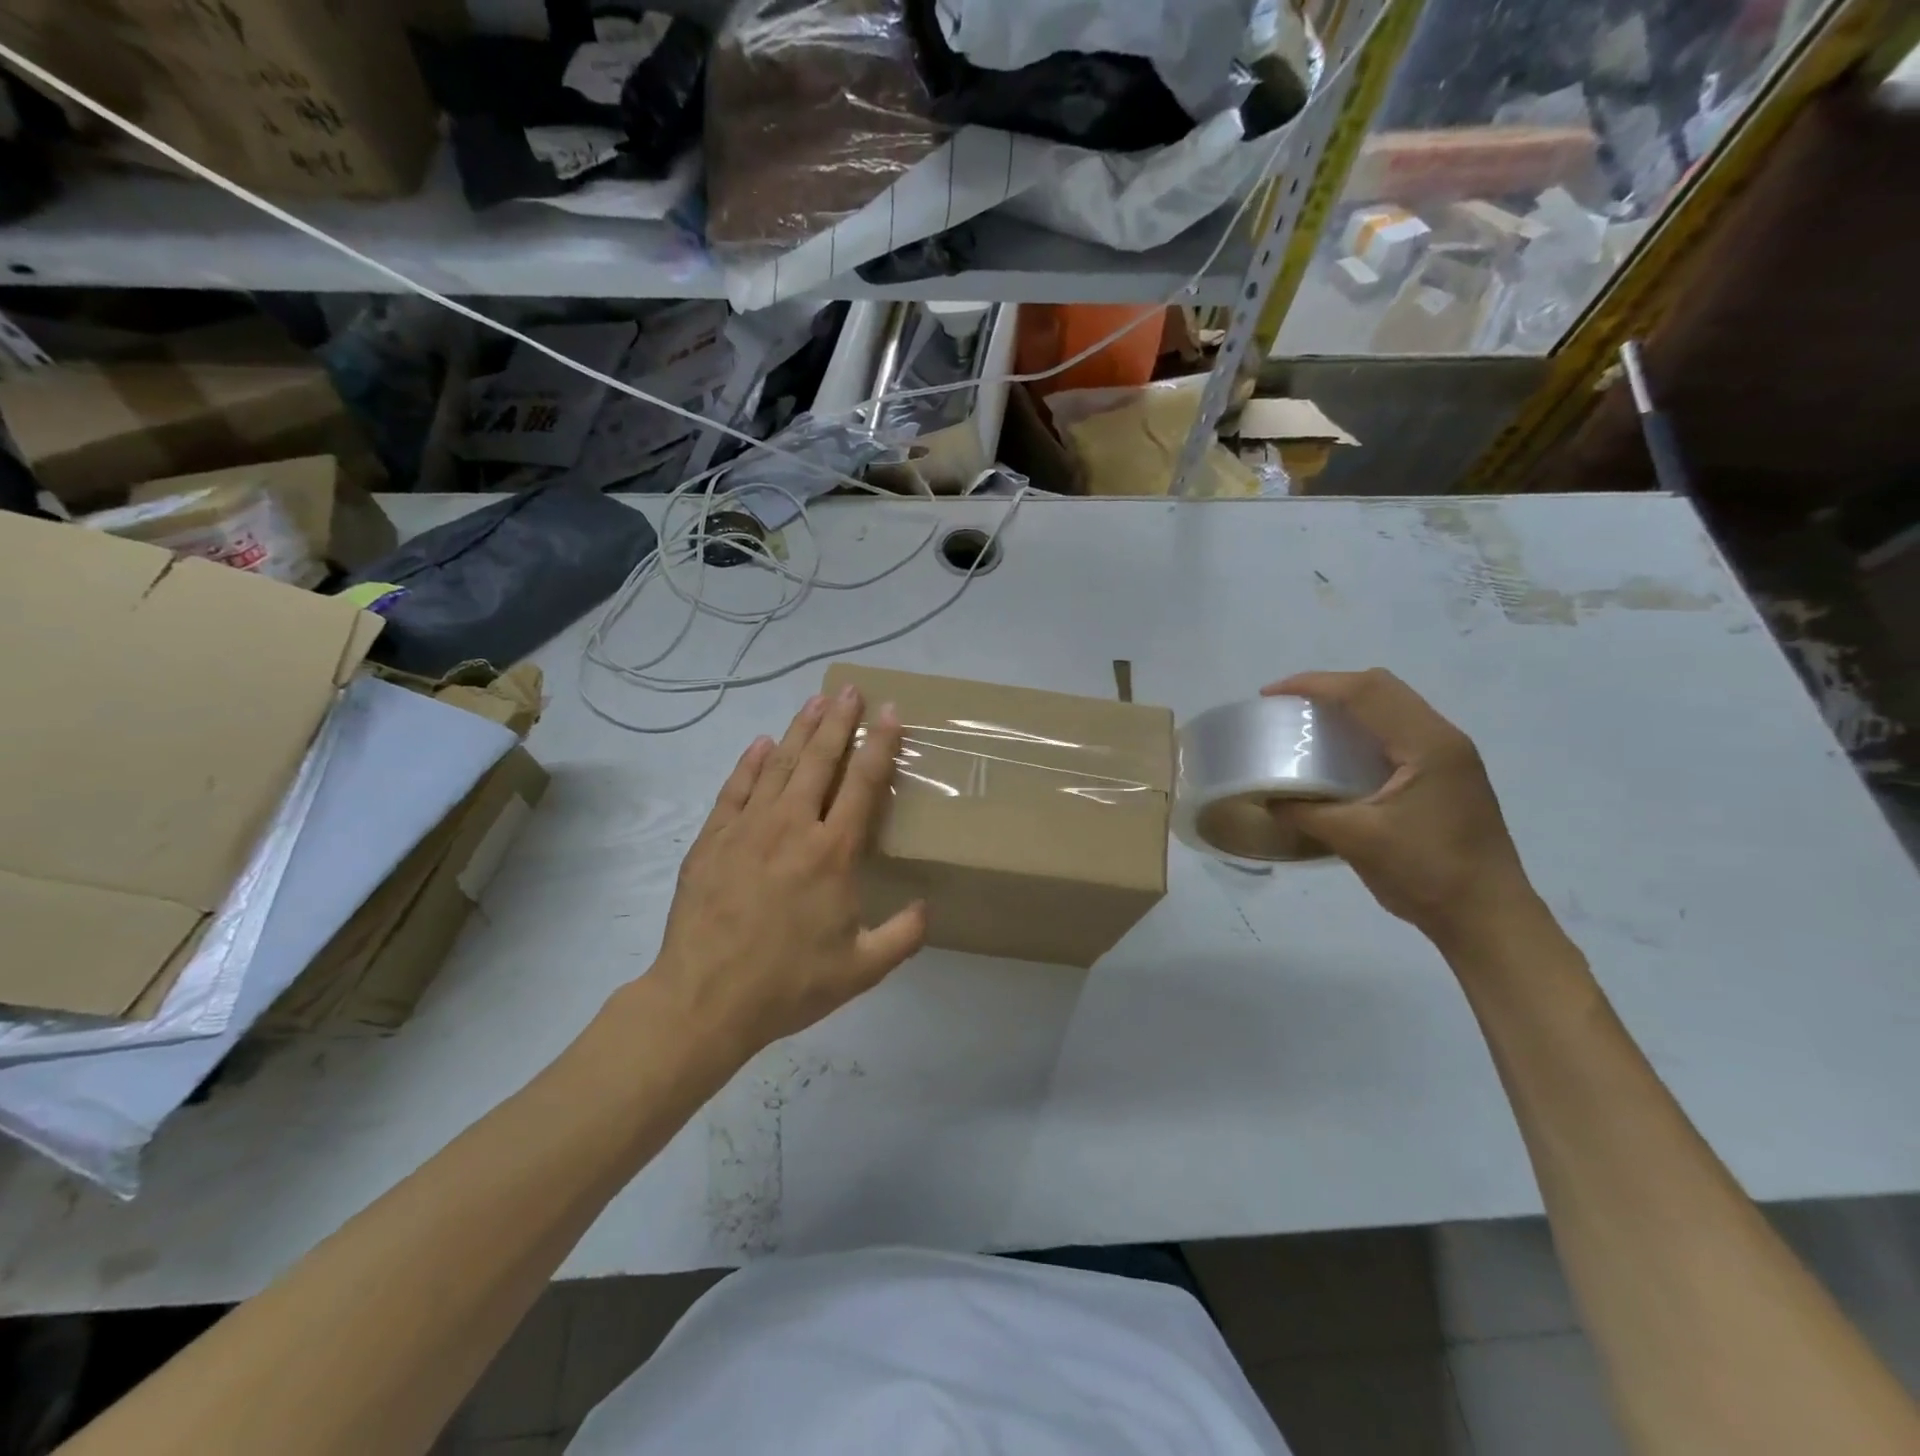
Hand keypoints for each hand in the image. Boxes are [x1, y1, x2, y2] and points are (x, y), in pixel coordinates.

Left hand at [650, 685, 927, 1061]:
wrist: (704, 1000)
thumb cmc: (788, 984)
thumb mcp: (861, 970)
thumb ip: (902, 937)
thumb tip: (927, 908)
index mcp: (833, 852)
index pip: (862, 783)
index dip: (879, 744)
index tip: (889, 712)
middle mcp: (792, 827)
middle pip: (820, 760)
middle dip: (839, 721)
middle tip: (851, 689)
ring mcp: (748, 828)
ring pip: (779, 766)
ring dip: (800, 731)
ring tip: (815, 701)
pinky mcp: (713, 839)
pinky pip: (736, 789)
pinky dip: (750, 763)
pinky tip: (761, 744)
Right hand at [1266, 669, 1534, 950]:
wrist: (1488, 918)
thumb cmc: (1427, 873)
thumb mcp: (1356, 841)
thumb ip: (1306, 813)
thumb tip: (1266, 797)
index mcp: (1427, 745)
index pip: (1366, 692)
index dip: (1314, 684)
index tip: (1270, 696)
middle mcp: (1442, 739)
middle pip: (1381, 688)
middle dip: (1329, 687)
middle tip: (1286, 706)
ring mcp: (1448, 757)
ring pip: (1392, 707)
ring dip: (1347, 704)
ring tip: (1306, 722)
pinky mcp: (1445, 775)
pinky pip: (1397, 731)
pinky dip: (1362, 727)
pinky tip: (1338, 752)